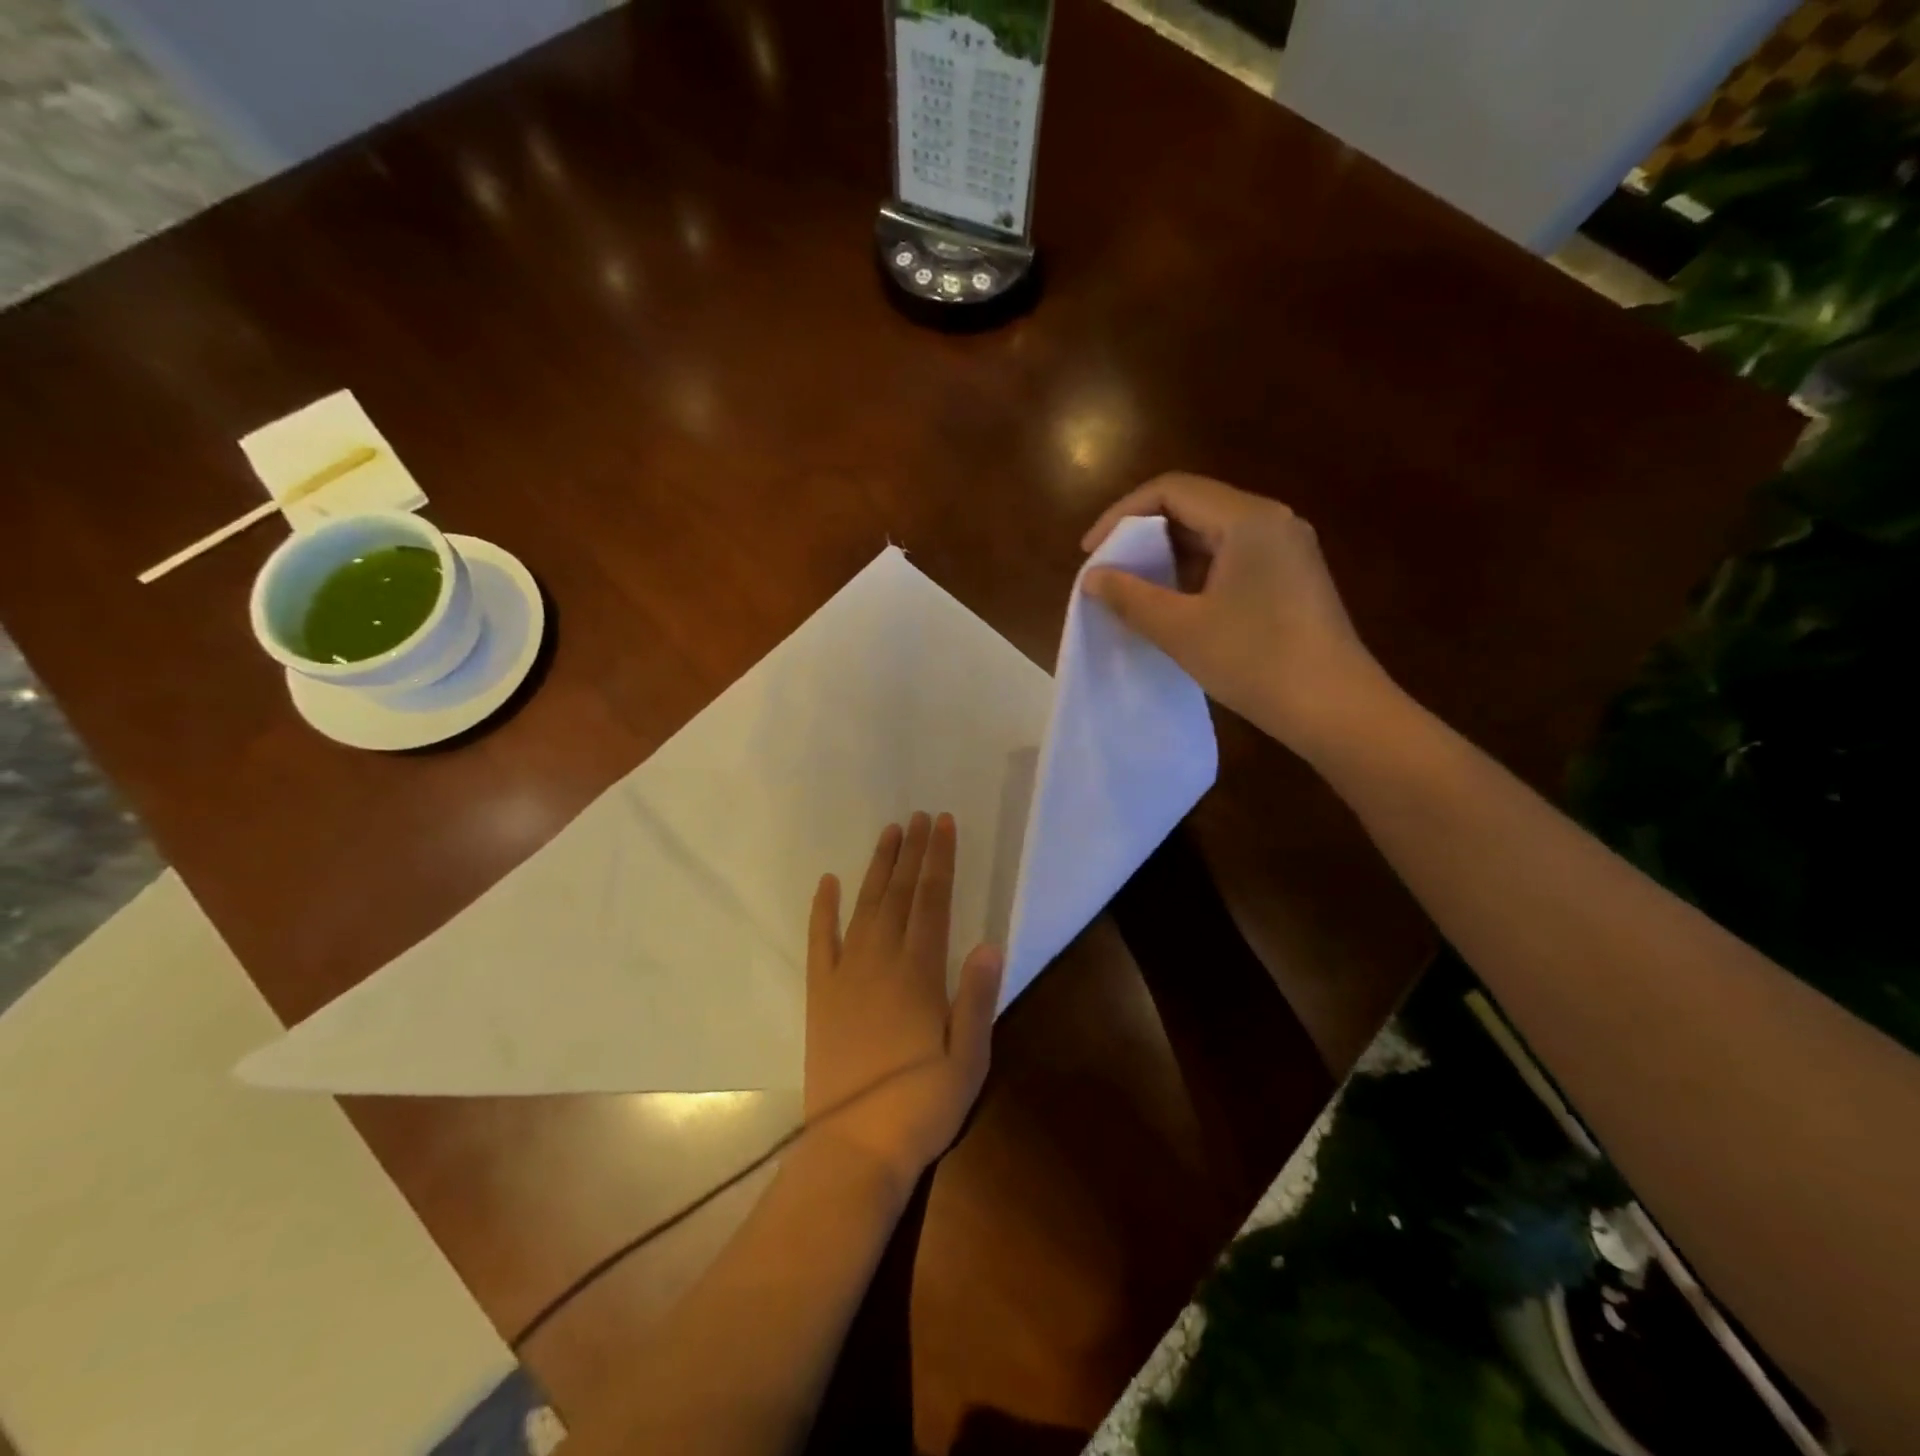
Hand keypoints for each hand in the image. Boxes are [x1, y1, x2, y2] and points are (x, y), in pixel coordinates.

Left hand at [803, 812, 1002, 1194]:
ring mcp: (845, 975)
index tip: (944, 824)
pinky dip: (823, 909)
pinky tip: (827, 882)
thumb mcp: (968, 1059)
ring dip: (877, 868)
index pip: (933, 901)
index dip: (940, 860)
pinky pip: (820, 941)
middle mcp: (881, 962)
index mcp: (920, 973)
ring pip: (864, 907)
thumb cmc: (921, 1106)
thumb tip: (990, 942)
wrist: (855, 1147)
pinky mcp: (820, 995)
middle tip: (919, 816)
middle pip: (899, 894)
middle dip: (912, 852)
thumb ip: (977, 998)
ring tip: (889, 833)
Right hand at [1080, 472, 1393, 758]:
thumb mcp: (1181, 629)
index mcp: (1248, 519)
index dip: (1121, 515)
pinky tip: (1176, 605)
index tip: (1091, 552)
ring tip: (1135, 590)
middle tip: (1109, 571)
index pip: (1171, 490)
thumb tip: (1093, 577)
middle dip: (1143, 535)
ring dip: (1168, 556)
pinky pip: (1233, 557)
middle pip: (1193, 506)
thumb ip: (1130, 597)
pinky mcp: (1292, 577)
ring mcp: (1287, 549)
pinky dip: (1195, 572)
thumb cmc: (1255, 661)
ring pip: (1213, 534)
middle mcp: (1272, 520)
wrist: (1336, 709)